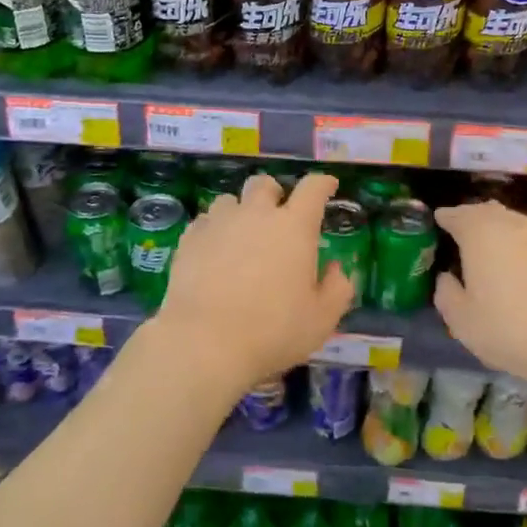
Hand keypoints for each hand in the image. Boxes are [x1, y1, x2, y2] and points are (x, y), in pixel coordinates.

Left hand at [153, 172, 355, 390]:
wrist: (205, 342)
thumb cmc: (273, 331)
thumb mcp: (321, 319)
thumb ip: (337, 290)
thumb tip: (336, 269)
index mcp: (294, 228)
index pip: (313, 189)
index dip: (323, 184)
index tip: (328, 186)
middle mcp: (256, 215)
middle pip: (264, 184)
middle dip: (274, 193)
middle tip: (278, 215)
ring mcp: (218, 224)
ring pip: (229, 200)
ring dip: (240, 211)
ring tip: (241, 235)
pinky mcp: (189, 240)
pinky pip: (204, 222)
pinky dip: (213, 231)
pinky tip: (214, 252)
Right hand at [432, 201, 526, 391]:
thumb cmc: (510, 331)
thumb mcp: (462, 321)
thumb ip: (446, 293)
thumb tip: (447, 278)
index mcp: (481, 235)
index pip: (458, 214)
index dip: (446, 217)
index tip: (439, 220)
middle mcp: (515, 226)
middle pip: (490, 212)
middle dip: (475, 217)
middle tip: (465, 231)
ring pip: (519, 225)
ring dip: (504, 232)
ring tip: (496, 250)